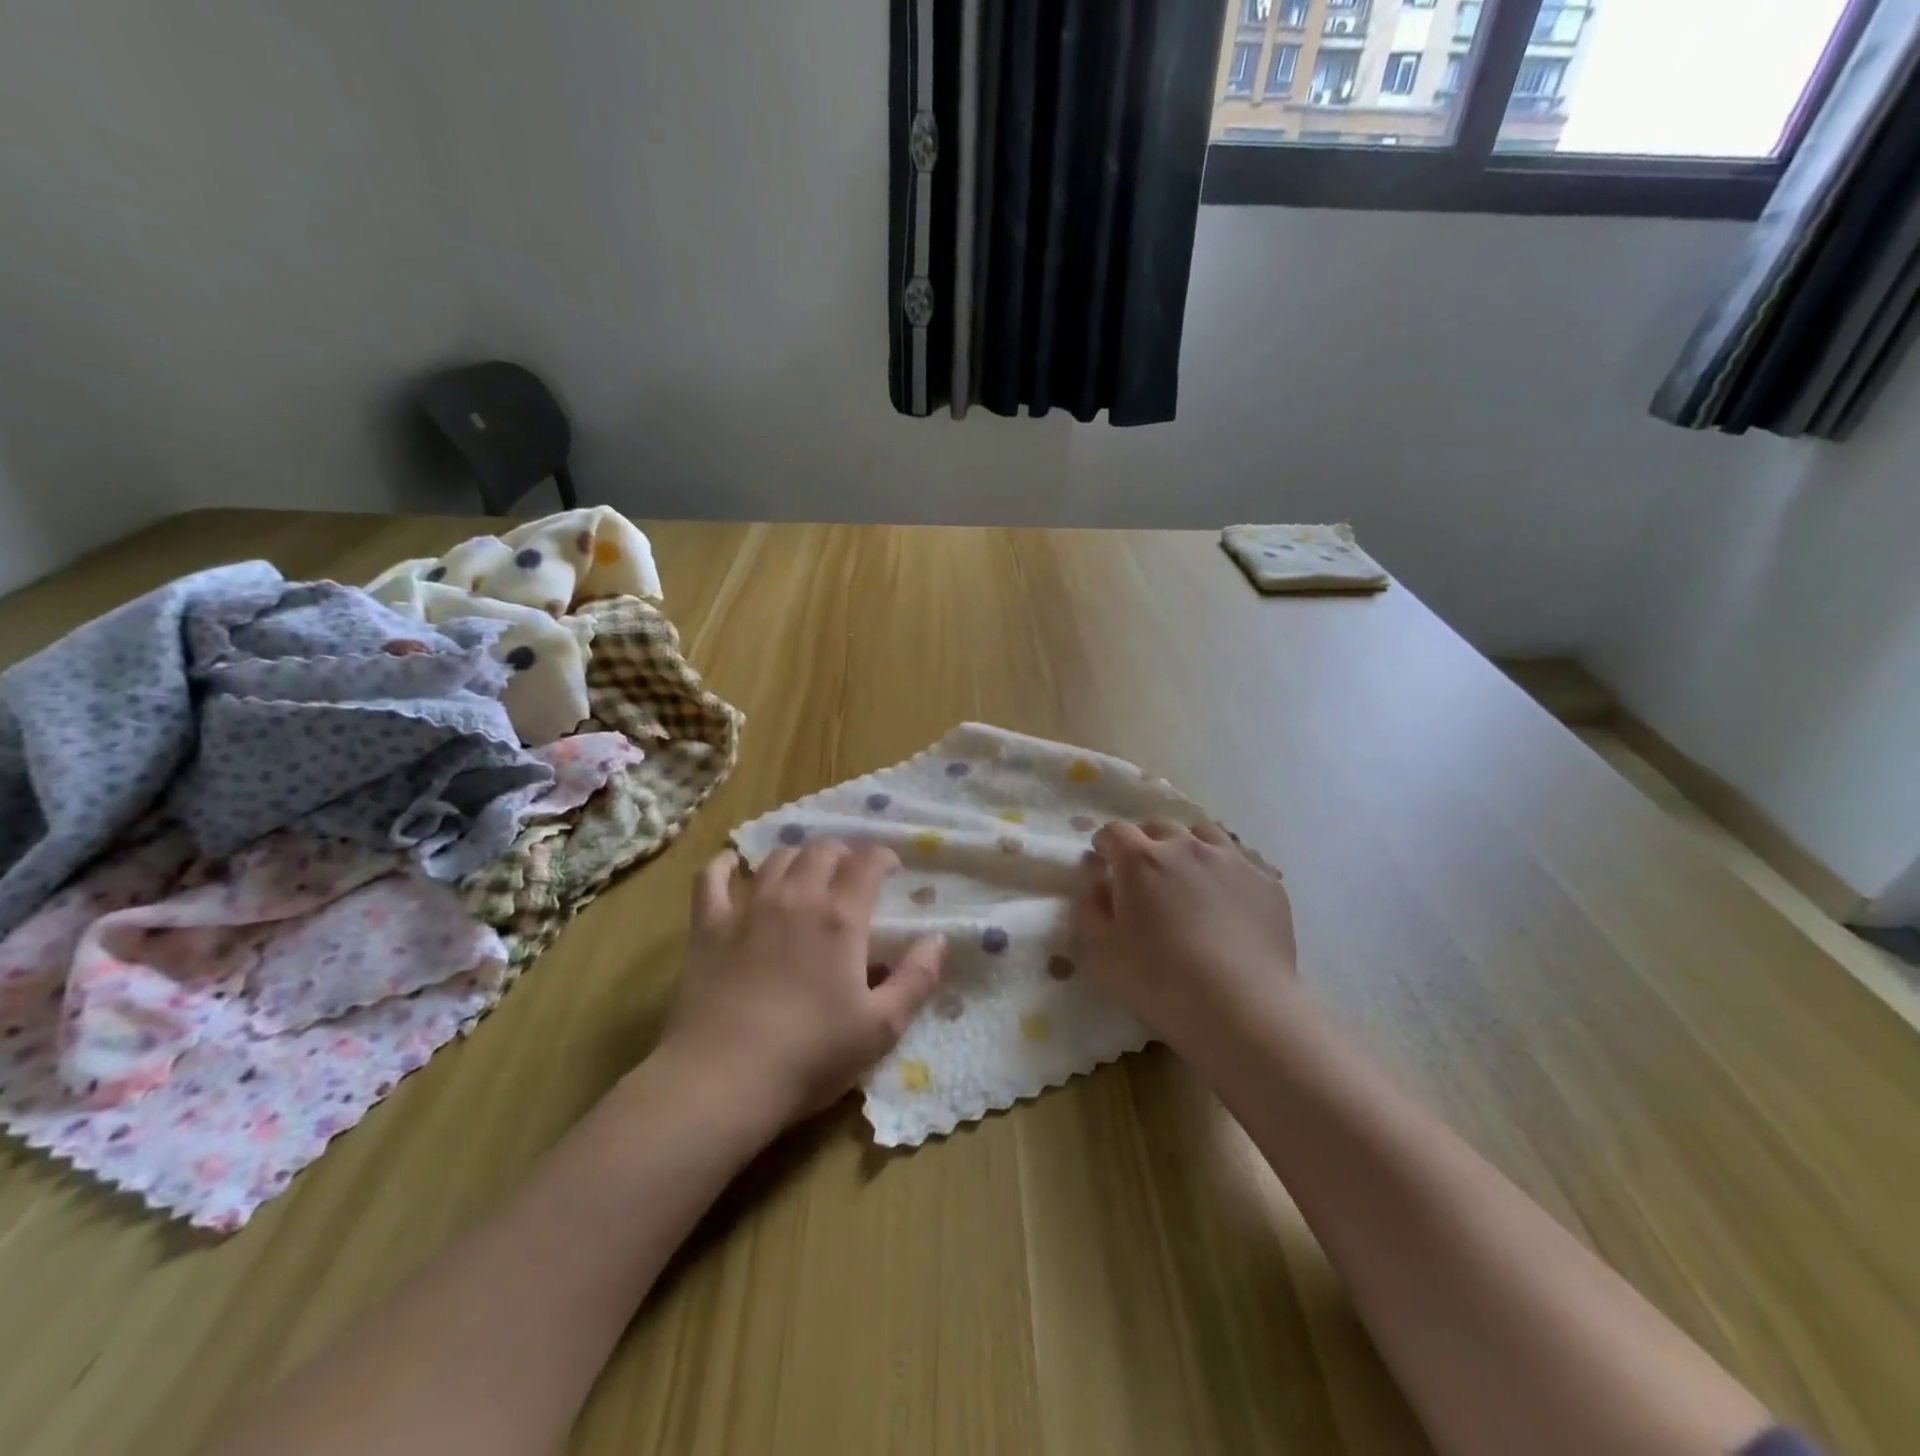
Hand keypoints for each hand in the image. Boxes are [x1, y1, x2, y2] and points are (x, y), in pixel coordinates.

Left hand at [658, 839, 947, 1131]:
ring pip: (776, 858)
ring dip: (797, 857)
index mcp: (841, 917)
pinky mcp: (708, 926)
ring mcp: (748, 907)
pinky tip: (732, 866)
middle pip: (821, 850)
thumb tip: (938, 940)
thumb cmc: (811, 1056)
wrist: (723, 1080)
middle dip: (842, 853)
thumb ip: (916, 979)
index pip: (867, 861)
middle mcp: (796, 897)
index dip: (883, 856)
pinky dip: (725, 865)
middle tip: (850, 874)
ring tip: (805, 874)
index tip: (892, 869)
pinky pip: (712, 878)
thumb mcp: (881, 1028)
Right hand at [1074, 821, 1299, 1062]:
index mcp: (1140, 859)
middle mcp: (1186, 846)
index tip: (1105, 864)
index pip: (1114, 832)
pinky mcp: (1266, 881)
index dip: (1105, 845)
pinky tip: (1228, 900)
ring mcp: (1231, 859)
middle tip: (1144, 874)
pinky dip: (1226, 871)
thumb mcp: (1101, 953)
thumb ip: (1090, 909)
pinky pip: (1241, 861)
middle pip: (1159, 826)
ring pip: (1204, 833)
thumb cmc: (1161, 981)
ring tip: (1188, 877)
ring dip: (1188, 847)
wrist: (1243, 1007)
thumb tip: (1099, 885)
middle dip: (1145, 842)